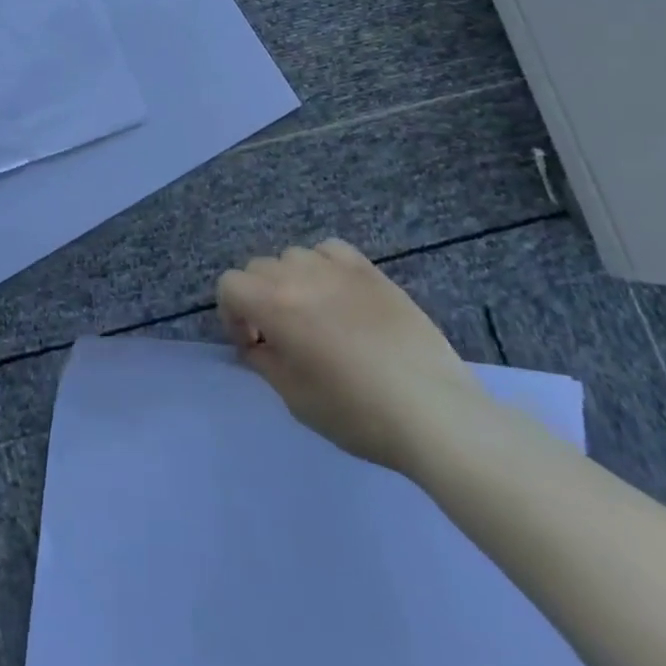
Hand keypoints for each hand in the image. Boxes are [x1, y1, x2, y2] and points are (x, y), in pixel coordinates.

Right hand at [216, 238, 486, 474]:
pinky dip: (323, 266)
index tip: (254, 345)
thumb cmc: (359, 415)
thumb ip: (265, 364)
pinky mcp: (372, 272)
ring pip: (293, 257)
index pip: (229, 284)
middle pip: (258, 268)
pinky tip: (338, 295)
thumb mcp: (296, 400)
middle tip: (280, 336)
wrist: (436, 414)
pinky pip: (331, 250)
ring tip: (313, 315)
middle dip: (258, 298)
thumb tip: (256, 346)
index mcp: (274, 305)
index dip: (231, 314)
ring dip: (290, 281)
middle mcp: (299, 276)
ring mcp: (338, 269)